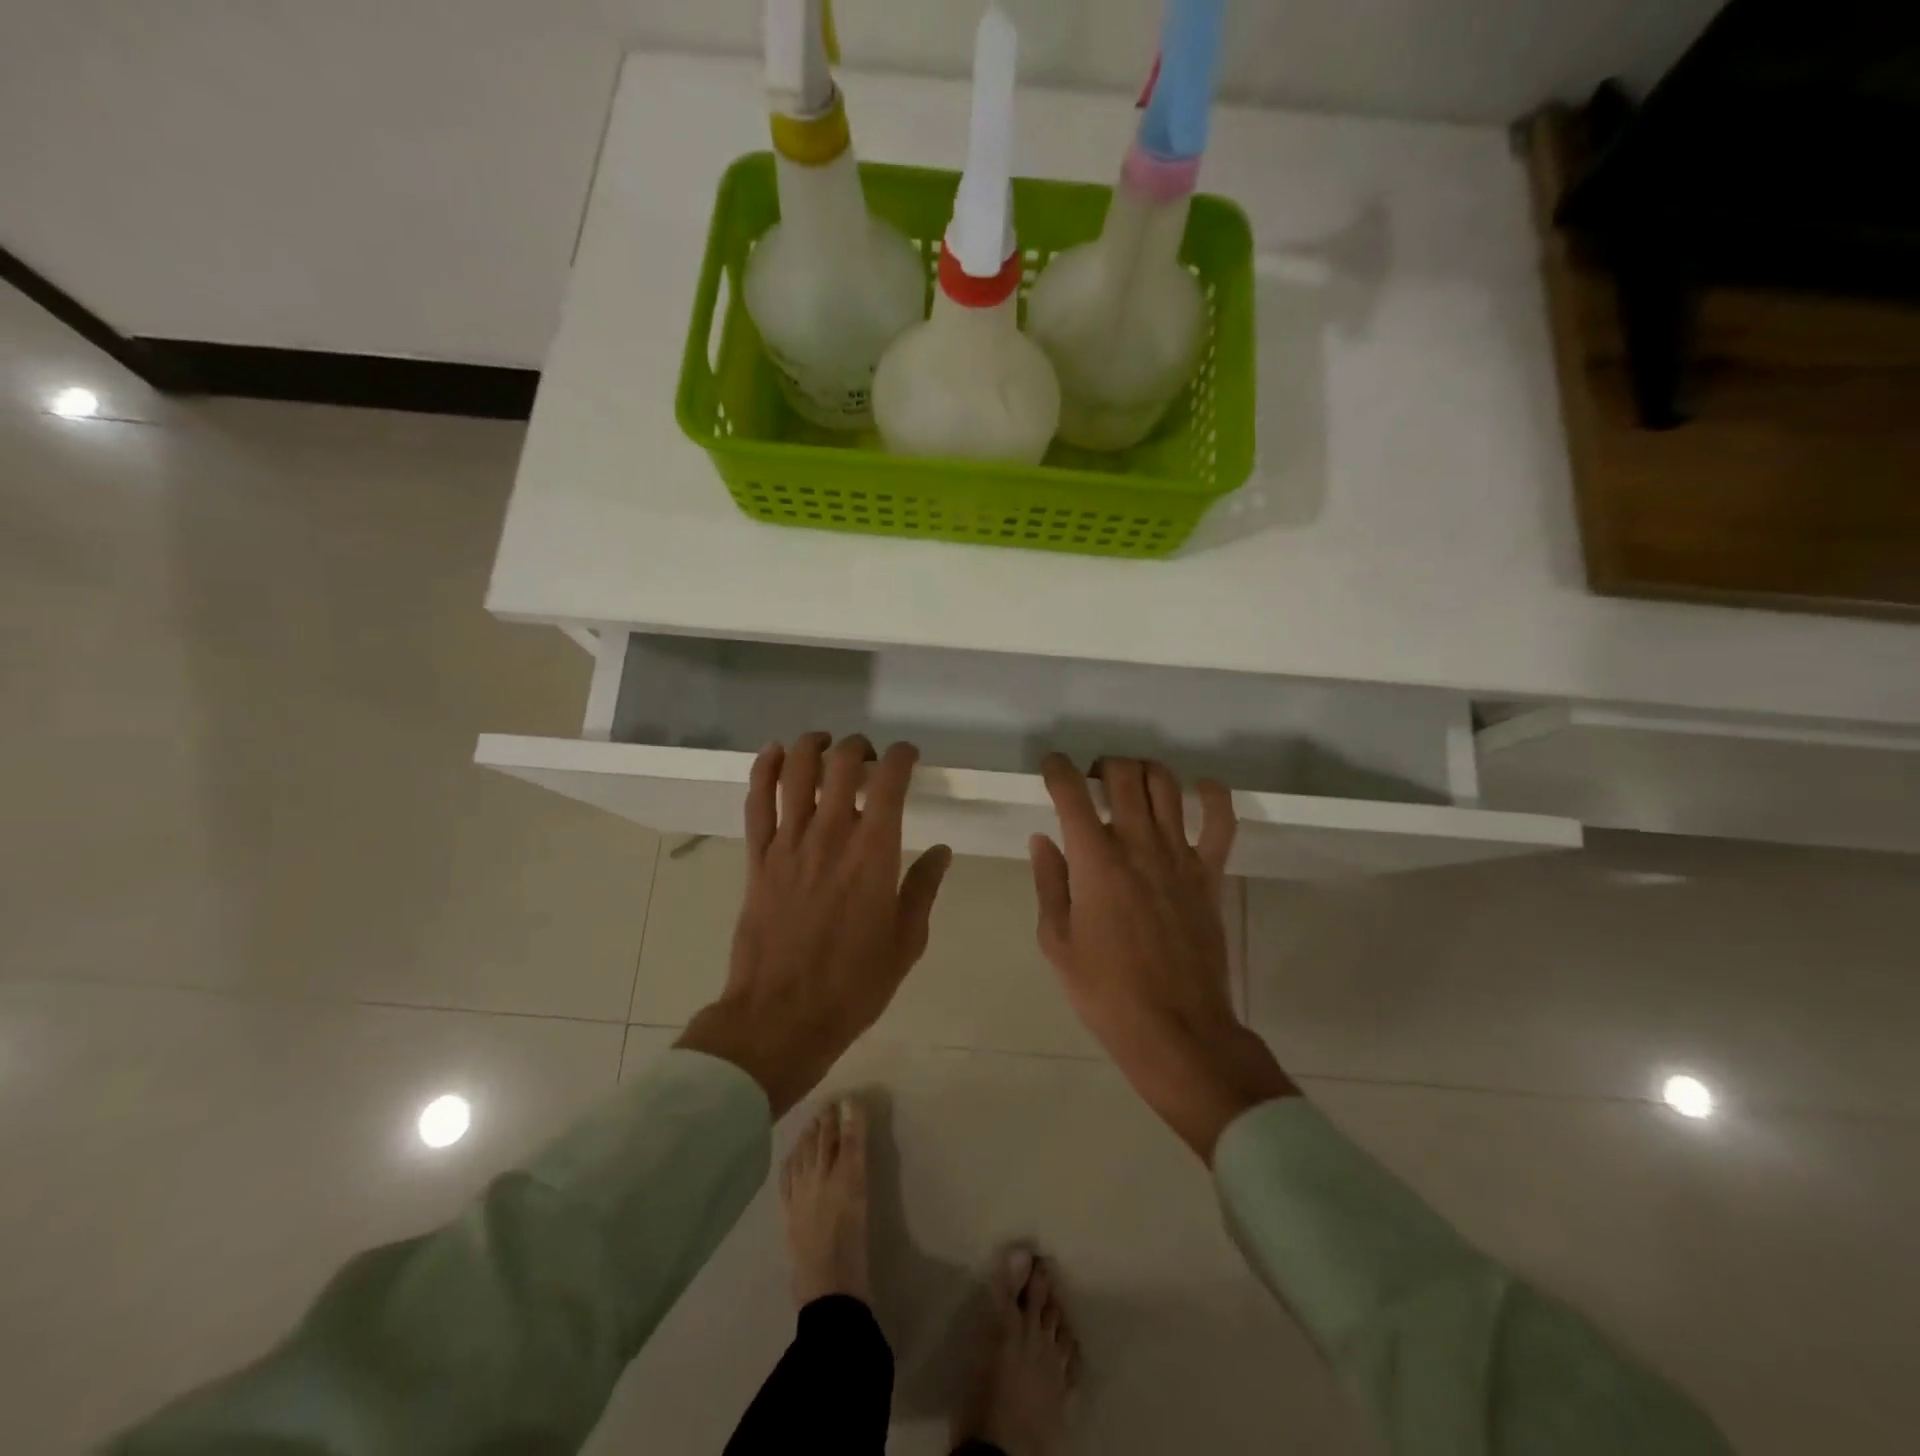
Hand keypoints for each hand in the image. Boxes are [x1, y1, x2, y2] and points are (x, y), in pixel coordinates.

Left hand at [678, 733, 951, 1115]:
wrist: (782, 1016)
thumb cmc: (854, 984)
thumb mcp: (906, 940)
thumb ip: (924, 888)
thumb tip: (941, 852)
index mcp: (875, 852)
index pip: (890, 780)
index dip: (902, 756)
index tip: (908, 756)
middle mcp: (831, 833)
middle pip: (842, 763)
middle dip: (860, 748)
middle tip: (868, 759)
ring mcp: (789, 842)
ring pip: (796, 770)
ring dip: (813, 745)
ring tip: (825, 744)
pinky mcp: (758, 857)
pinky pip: (757, 800)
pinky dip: (765, 768)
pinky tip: (775, 753)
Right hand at [1031, 754, 1297, 1159]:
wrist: (1175, 1029)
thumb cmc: (1105, 991)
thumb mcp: (1057, 942)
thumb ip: (1049, 883)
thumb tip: (1044, 840)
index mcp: (1095, 861)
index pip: (1072, 794)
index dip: (1057, 769)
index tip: (1052, 766)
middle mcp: (1138, 845)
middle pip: (1124, 775)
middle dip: (1104, 765)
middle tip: (1093, 782)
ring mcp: (1180, 857)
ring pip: (1167, 786)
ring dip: (1146, 771)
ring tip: (1133, 785)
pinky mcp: (1210, 874)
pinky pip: (1221, 822)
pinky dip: (1213, 796)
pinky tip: (1199, 791)